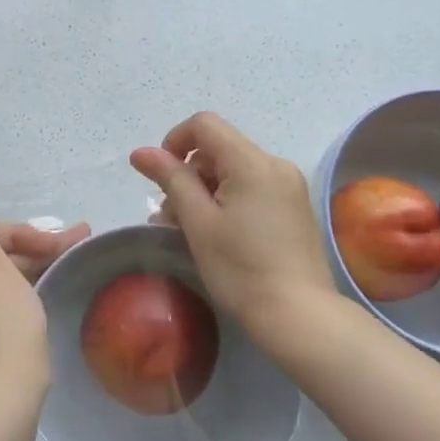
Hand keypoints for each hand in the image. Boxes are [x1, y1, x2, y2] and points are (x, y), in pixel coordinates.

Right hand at [130, 112, 335, 332]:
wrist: (298, 316)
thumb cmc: (240, 269)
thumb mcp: (198, 222)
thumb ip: (171, 179)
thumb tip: (141, 152)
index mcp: (252, 162)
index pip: (204, 125)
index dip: (175, 141)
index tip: (162, 178)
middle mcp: (275, 164)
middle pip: (219, 148)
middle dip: (188, 173)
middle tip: (171, 216)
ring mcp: (289, 186)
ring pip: (234, 170)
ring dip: (205, 190)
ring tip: (189, 230)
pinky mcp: (294, 207)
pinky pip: (252, 187)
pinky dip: (227, 200)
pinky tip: (217, 234)